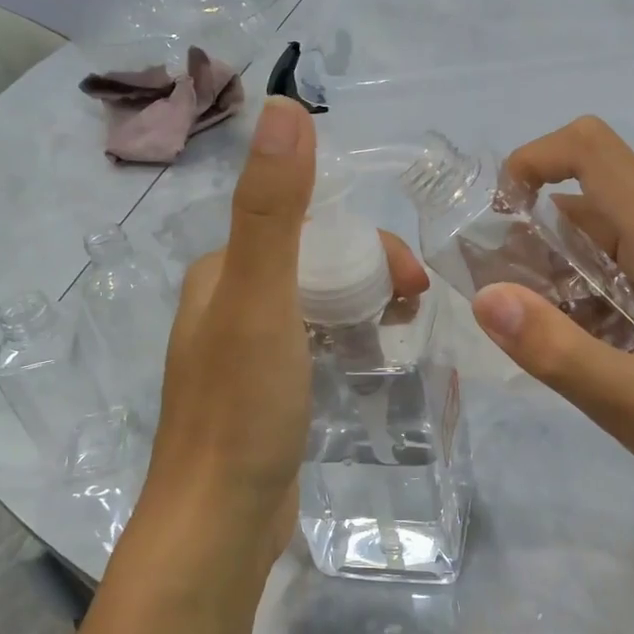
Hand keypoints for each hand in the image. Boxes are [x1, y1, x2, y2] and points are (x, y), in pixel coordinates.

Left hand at [130, 97, 428, 590]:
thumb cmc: (241, 411)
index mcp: (222, 274)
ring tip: (404, 336)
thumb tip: (283, 108)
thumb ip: (272, 209)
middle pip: (317, 266)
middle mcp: (229, 305)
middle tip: (416, 308)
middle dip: (371, 275)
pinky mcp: (267, 396)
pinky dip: (350, 345)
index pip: (306, 227)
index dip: (366, 241)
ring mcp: (247, 355)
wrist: (218, 526)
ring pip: (320, 308)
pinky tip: (374, 366)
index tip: (410, 279)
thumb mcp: (261, 300)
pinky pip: (317, 349)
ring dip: (365, 309)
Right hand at [469, 116, 633, 502]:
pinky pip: (619, 246)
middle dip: (533, 228)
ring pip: (599, 220)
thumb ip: (554, 350)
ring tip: (537, 318)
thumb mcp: (625, 401)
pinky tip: (576, 328)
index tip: (496, 218)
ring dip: (554, 257)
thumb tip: (486, 298)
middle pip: (588, 190)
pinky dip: (582, 274)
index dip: (532, 161)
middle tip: (506, 291)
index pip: (591, 150)